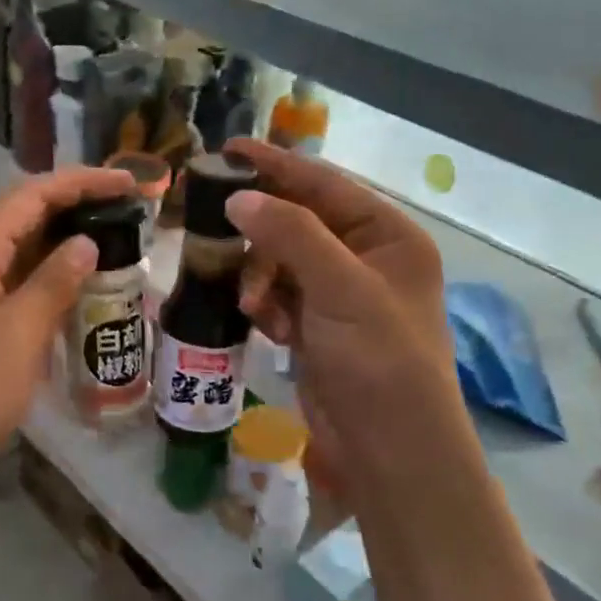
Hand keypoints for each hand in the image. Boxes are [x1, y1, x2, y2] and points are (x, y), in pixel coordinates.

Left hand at [0, 166, 135, 531]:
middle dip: (77, 214)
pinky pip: (18, 301)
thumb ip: (52, 285)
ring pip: (23, 265)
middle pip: (26, 224)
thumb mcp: (15, 335)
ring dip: (67, 257)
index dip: (80, 183)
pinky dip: (52, 297)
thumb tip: (85, 243)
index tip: (128, 184)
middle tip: (130, 221)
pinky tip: (82, 310)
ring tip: (117, 259)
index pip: (31, 197)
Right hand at [222, 139, 480, 511]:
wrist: (388, 451)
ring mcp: (339, 294)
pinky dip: (265, 305)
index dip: (276, 165)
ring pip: (279, 260)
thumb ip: (291, 235)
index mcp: (388, 236)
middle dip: (260, 233)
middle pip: (297, 222)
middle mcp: (365, 258)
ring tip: (252, 303)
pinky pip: (277, 295)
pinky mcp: (316, 326)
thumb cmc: (379, 361)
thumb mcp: (342, 289)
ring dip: (259, 276)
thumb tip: (239, 198)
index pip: (324, 185)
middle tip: (211, 225)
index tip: (227, 150)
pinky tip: (266, 327)